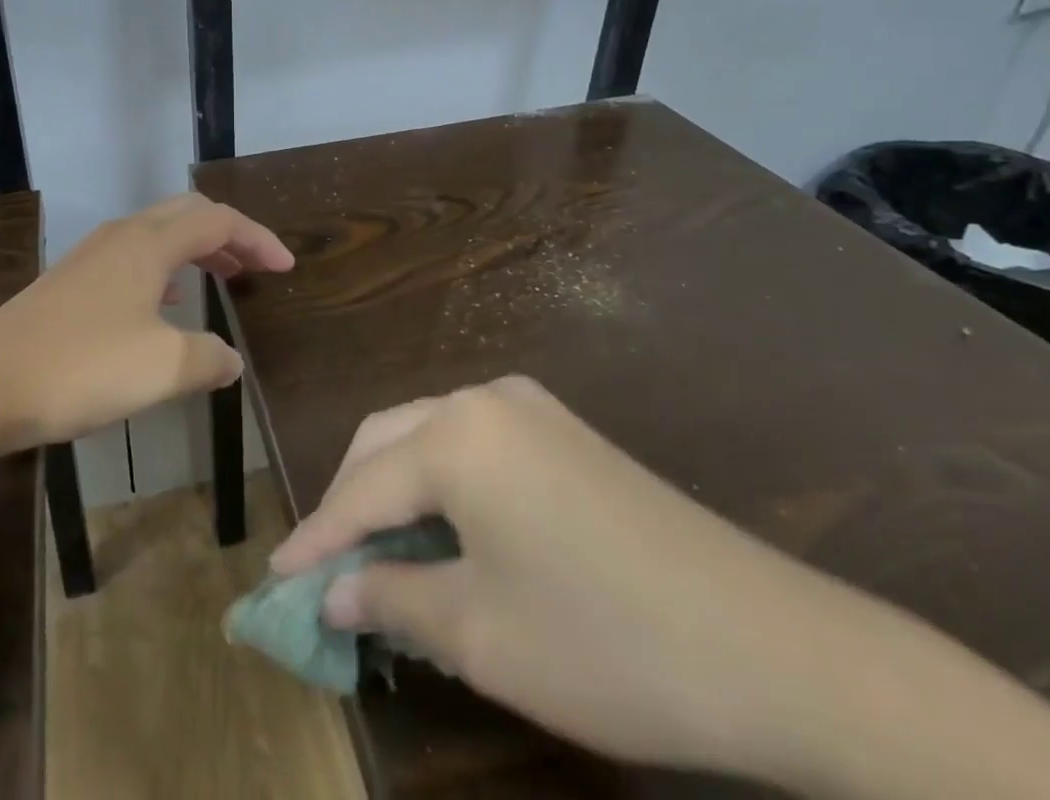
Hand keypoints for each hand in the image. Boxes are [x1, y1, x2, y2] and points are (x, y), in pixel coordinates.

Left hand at [0, 193, 292, 446]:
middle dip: (229, 235)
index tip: (286, 266)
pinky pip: (134, 259)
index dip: (258, 238)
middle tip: (256, 266)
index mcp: (150, 243)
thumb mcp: (163, 368)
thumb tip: (230, 360)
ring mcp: (93, 256)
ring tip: (223, 278)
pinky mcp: (72, 281)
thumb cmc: (82, 367)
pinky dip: (166, 270)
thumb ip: (208, 359)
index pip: (219, 221)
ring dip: (197, 250)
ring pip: (159, 235)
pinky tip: (166, 304)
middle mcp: (123, 236)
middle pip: (188, 214)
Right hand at [268, 375, 878, 780]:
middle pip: (387, 442)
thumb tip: (334, 594)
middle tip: (325, 571)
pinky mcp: (563, 431)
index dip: (316, 539)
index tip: (275, 579)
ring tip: (377, 557)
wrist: (774, 649)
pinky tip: (442, 534)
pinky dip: (441, 486)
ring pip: (428, 438)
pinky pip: (474, 446)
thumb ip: (392, 599)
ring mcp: (529, 408)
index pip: (361, 487)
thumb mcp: (482, 634)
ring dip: (394, 491)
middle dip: (350, 504)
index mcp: (456, 435)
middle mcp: (484, 399)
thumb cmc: (607, 644)